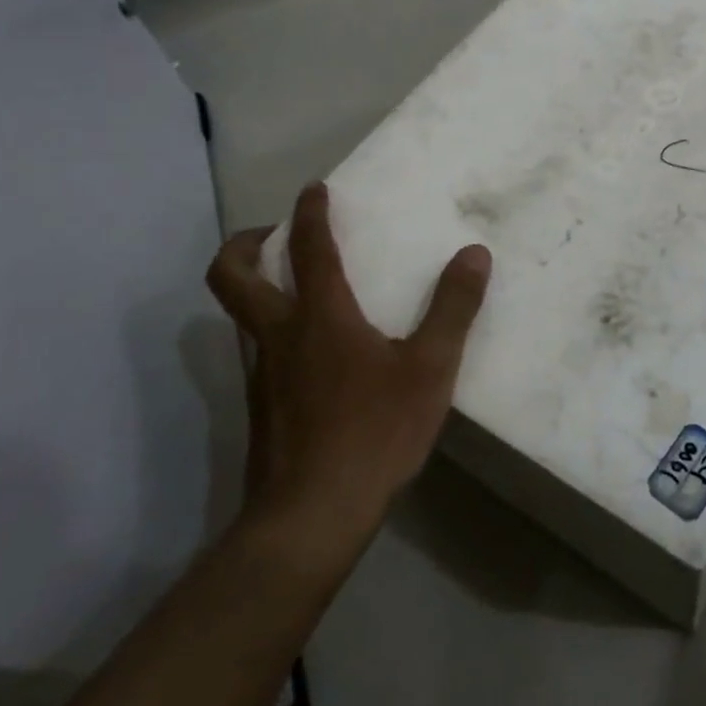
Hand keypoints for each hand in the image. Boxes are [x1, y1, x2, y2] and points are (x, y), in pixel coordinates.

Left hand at [204, 183, 491, 552]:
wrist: (310, 516)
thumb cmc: (374, 433)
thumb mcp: (430, 370)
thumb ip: (453, 308)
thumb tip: (474, 254)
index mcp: (320, 317)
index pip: (309, 248)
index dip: (310, 213)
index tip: (314, 189)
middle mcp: (279, 336)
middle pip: (232, 277)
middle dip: (244, 244)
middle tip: (270, 234)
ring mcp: (261, 375)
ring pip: (240, 316)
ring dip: (257, 288)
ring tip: (297, 290)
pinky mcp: (259, 409)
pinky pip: (258, 353)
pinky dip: (275, 333)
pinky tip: (312, 357)